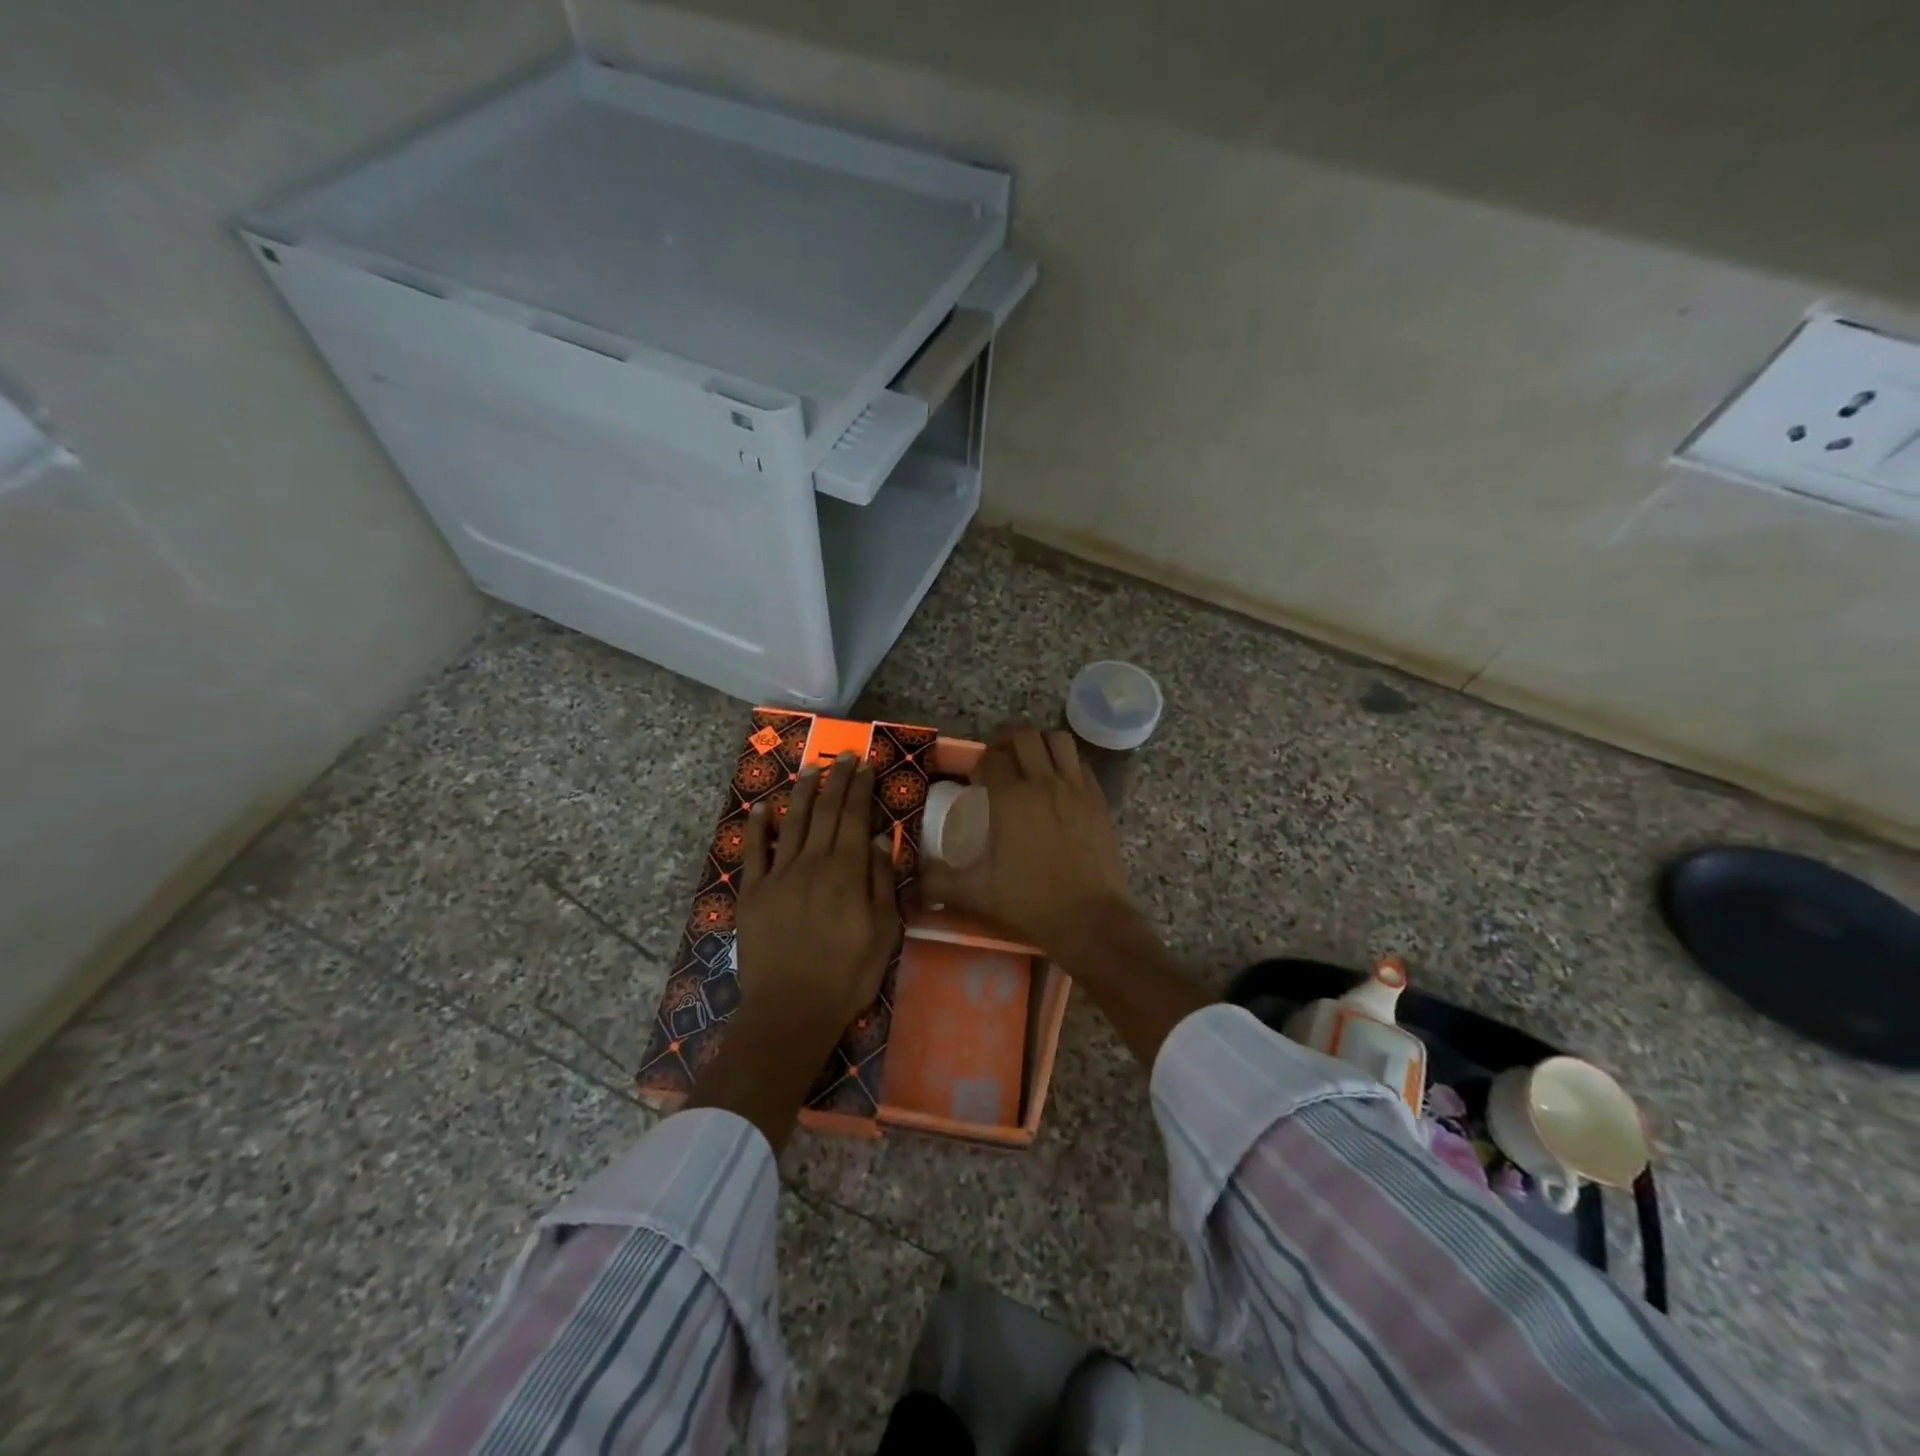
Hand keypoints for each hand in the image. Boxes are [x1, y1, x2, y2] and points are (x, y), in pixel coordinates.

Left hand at [734, 752, 899, 1045]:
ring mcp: (778, 875)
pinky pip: (753, 852)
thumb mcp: (884, 933)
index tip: (865, 764)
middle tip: (843, 755)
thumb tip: (880, 841)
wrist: (790, 1010)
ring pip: (793, 823)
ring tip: (811, 768)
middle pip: (826, 812)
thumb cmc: (847, 975)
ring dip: (803, 792)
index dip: (860, 788)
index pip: (855, 817)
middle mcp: (812, 863)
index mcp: (847, 871)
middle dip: (836, 780)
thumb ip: (881, 883)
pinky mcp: (752, 893)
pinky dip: (757, 827)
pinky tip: (761, 808)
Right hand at [917, 724, 1133, 961]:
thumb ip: (939, 882)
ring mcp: (1076, 788)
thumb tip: (911, 881)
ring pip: (1058, 740)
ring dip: (1041, 743)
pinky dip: (1067, 762)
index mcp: (1011, 798)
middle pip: (1025, 736)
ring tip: (1031, 761)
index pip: (993, 757)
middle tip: (1000, 759)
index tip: (977, 779)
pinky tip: (1059, 782)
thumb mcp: (976, 893)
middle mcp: (1044, 782)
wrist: (1091, 918)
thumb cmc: (1030, 902)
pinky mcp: (1099, 799)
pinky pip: (1081, 763)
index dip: (981, 762)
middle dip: (1008, 740)